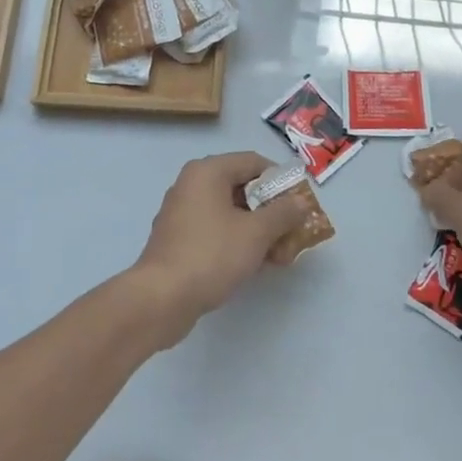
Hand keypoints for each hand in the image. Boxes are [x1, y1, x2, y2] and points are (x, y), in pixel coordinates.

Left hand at [129, 152, 311, 346]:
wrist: (161, 299)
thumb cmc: (211, 255)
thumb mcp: (256, 233)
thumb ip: (282, 213)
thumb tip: (300, 201)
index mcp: (208, 171)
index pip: (253, 162)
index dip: (281, 180)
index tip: (300, 203)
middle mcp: (191, 184)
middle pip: (241, 187)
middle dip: (271, 210)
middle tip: (293, 232)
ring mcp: (181, 212)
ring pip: (229, 212)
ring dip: (257, 229)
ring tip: (280, 256)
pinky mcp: (177, 239)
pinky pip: (215, 229)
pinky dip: (236, 240)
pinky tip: (254, 265)